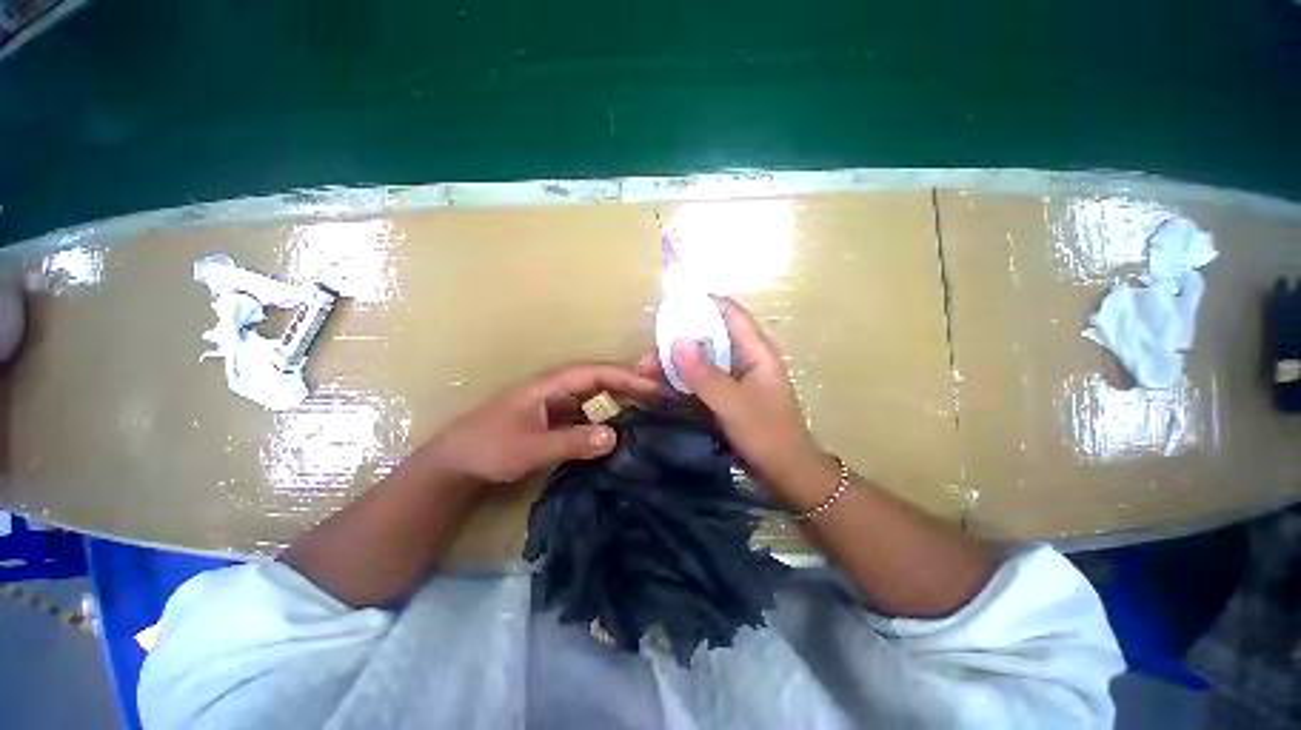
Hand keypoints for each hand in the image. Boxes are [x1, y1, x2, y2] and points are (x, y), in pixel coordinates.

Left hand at [422, 363, 667, 485]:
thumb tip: (615, 436)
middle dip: (632, 385)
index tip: (656, 388)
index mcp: (551, 384)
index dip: (627, 378)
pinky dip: (608, 418)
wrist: (456, 463)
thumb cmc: (488, 447)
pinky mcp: (557, 419)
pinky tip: (623, 430)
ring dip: (622, 401)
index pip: (597, 373)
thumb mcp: (530, 447)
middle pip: (602, 380)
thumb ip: (571, 441)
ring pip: (597, 396)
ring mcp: (558, 404)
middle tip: (663, 398)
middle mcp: (559, 388)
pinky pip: (589, 413)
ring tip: (652, 412)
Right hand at [638, 298, 832, 507]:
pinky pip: (700, 380)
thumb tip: (676, 341)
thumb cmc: (768, 436)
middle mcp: (744, 359)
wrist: (785, 474)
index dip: (703, 304)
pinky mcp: (726, 396)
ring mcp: (734, 378)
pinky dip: (681, 380)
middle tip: (649, 352)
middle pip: (709, 336)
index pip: (730, 313)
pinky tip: (659, 385)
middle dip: (679, 339)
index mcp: (756, 351)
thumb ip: (706, 375)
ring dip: (675, 362)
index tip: (669, 307)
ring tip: (646, 370)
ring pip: (701, 359)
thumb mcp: (735, 405)